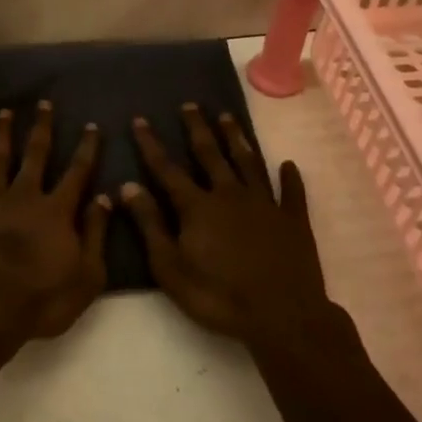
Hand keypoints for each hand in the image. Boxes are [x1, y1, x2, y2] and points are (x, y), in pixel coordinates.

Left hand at [0, 101, 111, 340]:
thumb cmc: (41, 299)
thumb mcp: (87, 276)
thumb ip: (96, 234)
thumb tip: (104, 197)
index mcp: (57, 211)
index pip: (77, 172)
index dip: (87, 148)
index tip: (92, 125)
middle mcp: (25, 196)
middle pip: (36, 154)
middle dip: (42, 127)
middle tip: (44, 103)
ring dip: (3, 133)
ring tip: (6, 111)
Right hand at [122, 104, 331, 344]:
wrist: (283, 317)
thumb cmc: (218, 296)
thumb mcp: (170, 267)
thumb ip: (149, 225)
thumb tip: (128, 185)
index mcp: (197, 206)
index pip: (167, 169)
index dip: (151, 144)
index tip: (140, 119)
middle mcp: (229, 194)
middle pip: (210, 154)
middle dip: (197, 128)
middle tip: (190, 104)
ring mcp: (265, 204)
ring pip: (248, 162)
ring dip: (237, 139)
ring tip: (227, 117)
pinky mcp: (293, 221)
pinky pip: (291, 192)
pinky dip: (289, 178)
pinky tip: (288, 165)